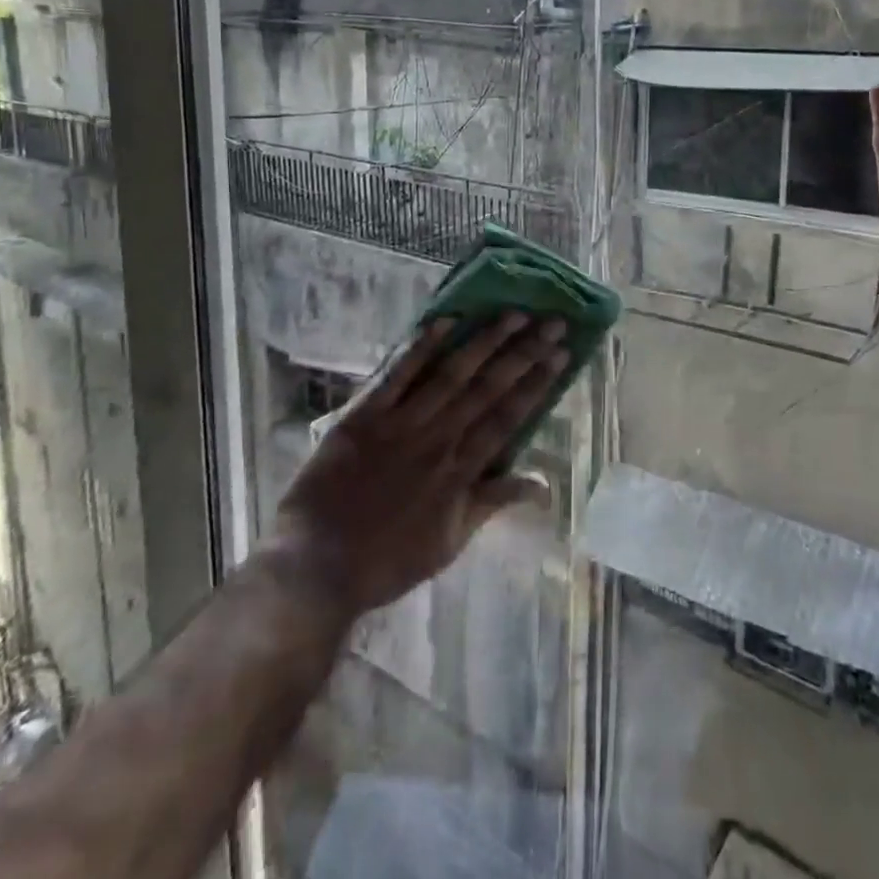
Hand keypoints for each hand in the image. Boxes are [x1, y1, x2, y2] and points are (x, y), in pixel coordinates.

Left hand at [272, 313, 565, 617]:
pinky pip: (397, 375)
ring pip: (452, 374)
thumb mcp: (450, 542)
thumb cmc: (386, 561)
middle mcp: (438, 439)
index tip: (562, 354)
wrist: (316, 566)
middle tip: (553, 321)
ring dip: (485, 341)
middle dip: (524, 352)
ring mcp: (401, 423)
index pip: (508, 417)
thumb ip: (493, 503)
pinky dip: (422, 347)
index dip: (538, 383)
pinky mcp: (364, 415)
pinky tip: (446, 320)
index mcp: (460, 472)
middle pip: (488, 388)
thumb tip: (544, 485)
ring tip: (514, 312)